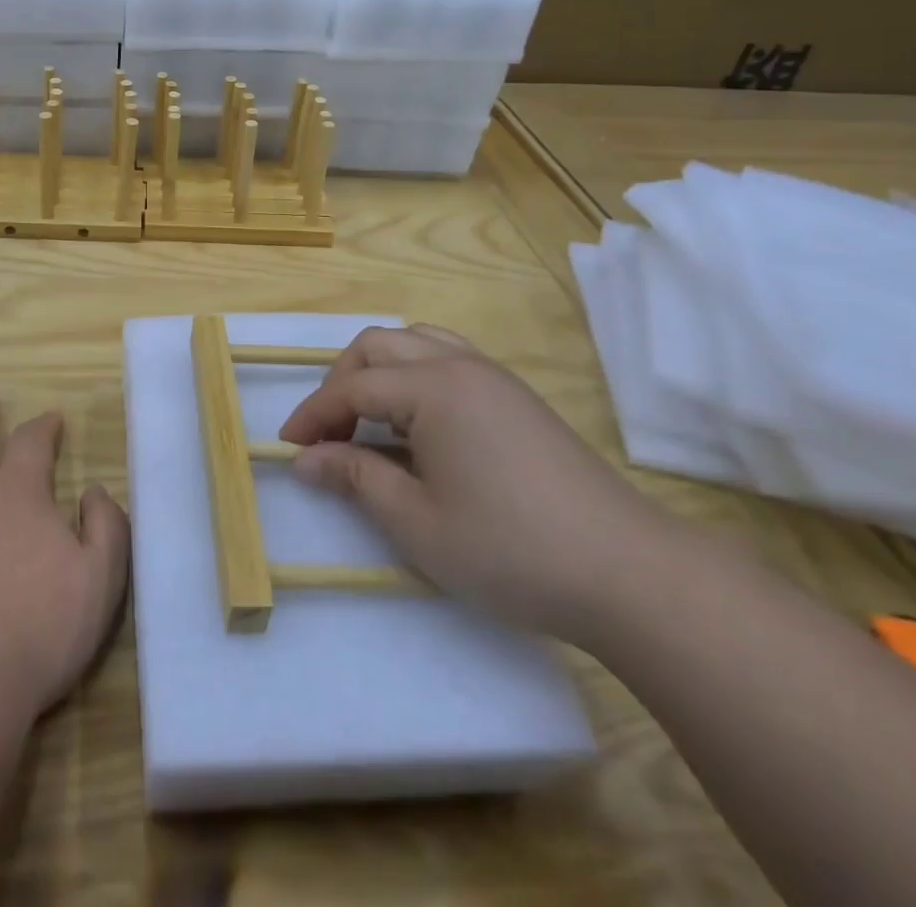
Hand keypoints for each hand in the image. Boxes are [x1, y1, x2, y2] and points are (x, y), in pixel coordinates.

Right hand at [279, 325, 672, 645]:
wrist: (628, 572)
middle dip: (341, 382)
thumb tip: (305, 459)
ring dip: (379, 371)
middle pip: (379, 346)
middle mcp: (460, 365)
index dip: (313, 415)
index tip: (287, 448)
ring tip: (368, 419)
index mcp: (433, 388)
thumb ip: (354, 478)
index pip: (353, 387)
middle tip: (329, 433)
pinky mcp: (517, 397)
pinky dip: (415, 376)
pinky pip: (449, 359)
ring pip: (416, 343)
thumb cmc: (510, 548)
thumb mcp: (417, 522)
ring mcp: (494, 377)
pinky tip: (418, 423)